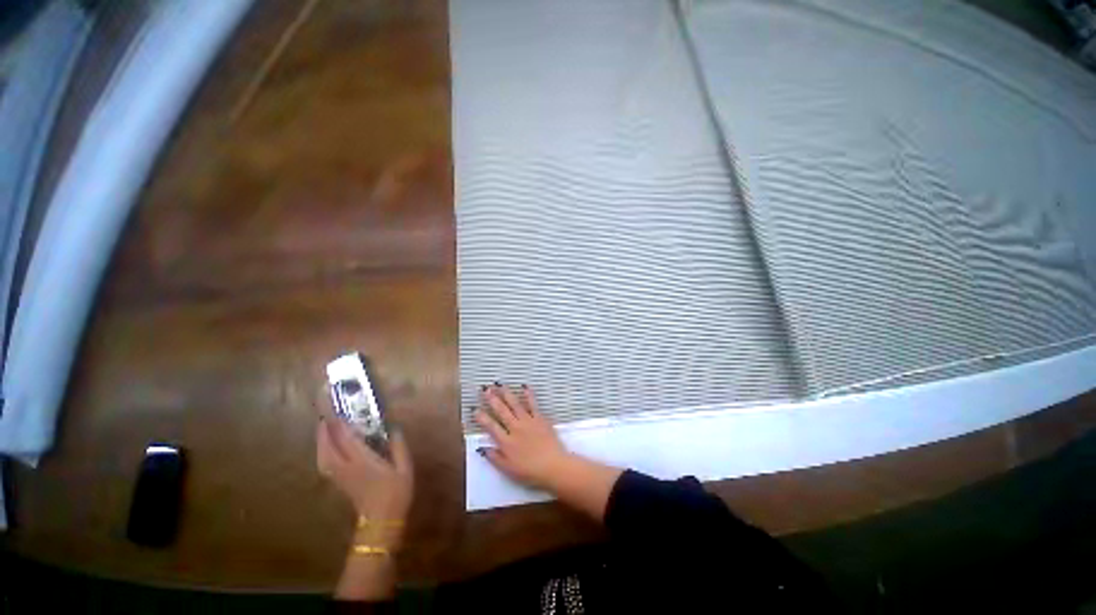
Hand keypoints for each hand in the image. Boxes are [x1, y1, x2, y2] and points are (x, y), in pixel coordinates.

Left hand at [316, 415, 413, 539]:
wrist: (382, 522)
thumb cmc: (396, 493)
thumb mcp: (404, 467)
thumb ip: (398, 446)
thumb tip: (394, 428)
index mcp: (362, 462)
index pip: (345, 439)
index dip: (339, 424)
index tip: (336, 409)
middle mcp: (346, 468)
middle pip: (328, 447)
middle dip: (324, 431)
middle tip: (325, 416)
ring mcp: (340, 477)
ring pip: (323, 456)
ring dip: (321, 442)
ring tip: (325, 429)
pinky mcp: (340, 483)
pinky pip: (326, 463)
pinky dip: (323, 452)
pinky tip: (328, 449)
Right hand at [475, 384, 570, 488]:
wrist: (552, 466)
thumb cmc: (530, 471)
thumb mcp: (508, 470)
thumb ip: (495, 458)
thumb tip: (482, 448)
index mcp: (506, 442)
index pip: (491, 427)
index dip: (482, 418)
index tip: (475, 409)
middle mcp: (515, 428)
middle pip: (502, 411)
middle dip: (492, 399)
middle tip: (485, 389)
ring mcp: (528, 421)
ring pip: (515, 405)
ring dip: (506, 394)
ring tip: (499, 385)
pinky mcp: (540, 418)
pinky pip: (533, 404)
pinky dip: (528, 395)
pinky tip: (524, 386)